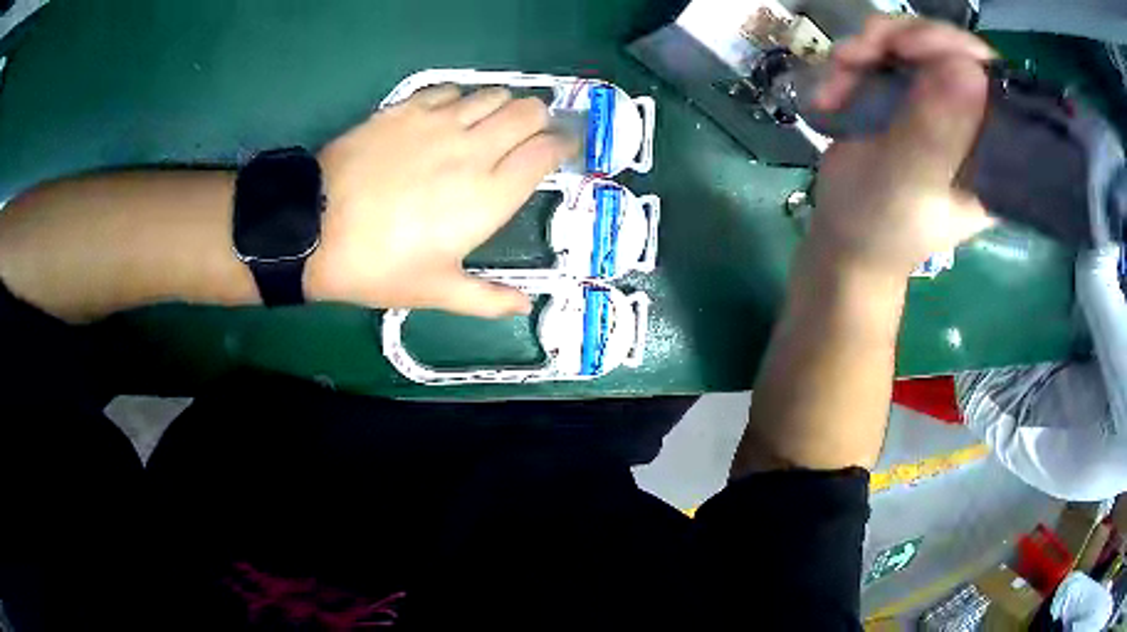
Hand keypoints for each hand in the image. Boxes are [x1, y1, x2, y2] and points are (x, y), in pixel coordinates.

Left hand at [305, 86, 576, 316]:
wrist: (316, 229)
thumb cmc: (379, 265)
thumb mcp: (436, 292)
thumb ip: (488, 299)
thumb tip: (526, 307)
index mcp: (490, 194)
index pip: (547, 152)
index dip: (564, 146)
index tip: (564, 150)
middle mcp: (475, 148)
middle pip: (530, 111)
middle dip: (541, 120)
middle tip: (531, 135)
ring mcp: (440, 122)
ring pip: (495, 94)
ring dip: (504, 106)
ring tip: (492, 124)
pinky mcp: (408, 108)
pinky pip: (452, 90)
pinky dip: (462, 99)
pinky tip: (451, 116)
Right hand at [808, 17, 996, 277]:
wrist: (842, 238)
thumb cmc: (879, 225)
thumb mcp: (908, 182)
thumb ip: (936, 131)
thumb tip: (969, 69)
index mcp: (992, 155)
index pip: (994, 82)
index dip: (957, 48)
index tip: (911, 47)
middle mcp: (971, 122)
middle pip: (952, 48)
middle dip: (904, 39)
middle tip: (866, 50)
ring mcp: (937, 103)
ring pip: (915, 40)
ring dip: (871, 45)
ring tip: (841, 71)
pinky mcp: (906, 94)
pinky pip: (886, 50)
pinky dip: (854, 57)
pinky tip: (835, 84)